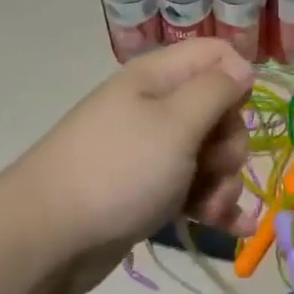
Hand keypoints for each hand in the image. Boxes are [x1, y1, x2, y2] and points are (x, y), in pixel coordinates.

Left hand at [15, 39, 257, 293]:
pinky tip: (237, 228)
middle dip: (230, 144)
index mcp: (157, 80)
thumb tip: (243, 66)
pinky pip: (195, 191)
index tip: (240, 111)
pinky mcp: (150, 193)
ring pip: (210, 157)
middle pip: (219, 112)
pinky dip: (215, 206)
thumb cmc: (118, 171)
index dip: (237, 78)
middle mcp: (156, 110)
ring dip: (224, 183)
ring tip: (211, 210)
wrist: (49, 237)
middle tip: (215, 168)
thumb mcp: (175, 124)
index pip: (215, 55)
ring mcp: (152, 154)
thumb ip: (215, 90)